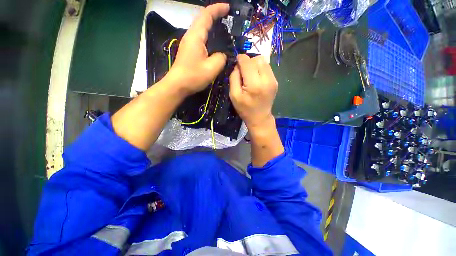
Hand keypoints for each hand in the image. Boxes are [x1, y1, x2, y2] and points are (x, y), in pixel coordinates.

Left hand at [164, 3, 228, 95]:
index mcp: (196, 36)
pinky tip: (214, 43)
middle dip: (215, 15)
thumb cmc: (193, 76)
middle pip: (202, 19)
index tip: (228, 8)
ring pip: (201, 29)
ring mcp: (188, 43)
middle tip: (228, 19)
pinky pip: (200, 38)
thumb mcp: (211, 68)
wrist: (177, 85)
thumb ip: (221, 58)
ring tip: (223, 29)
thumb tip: (223, 55)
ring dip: (211, 26)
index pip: (207, 15)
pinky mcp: (188, 51)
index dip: (218, 9)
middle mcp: (191, 36)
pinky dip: (208, 36)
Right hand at [229, 54, 278, 130]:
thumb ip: (234, 78)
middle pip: (257, 59)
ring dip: (255, 65)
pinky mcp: (275, 81)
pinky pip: (267, 68)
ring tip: (250, 75)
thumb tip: (237, 65)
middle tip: (243, 72)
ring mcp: (273, 80)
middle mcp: (266, 79)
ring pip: (263, 61)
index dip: (240, 59)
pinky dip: (260, 69)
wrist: (260, 118)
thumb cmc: (245, 109)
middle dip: (248, 62)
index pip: (247, 62)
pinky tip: (256, 79)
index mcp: (254, 85)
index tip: (236, 62)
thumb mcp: (234, 95)